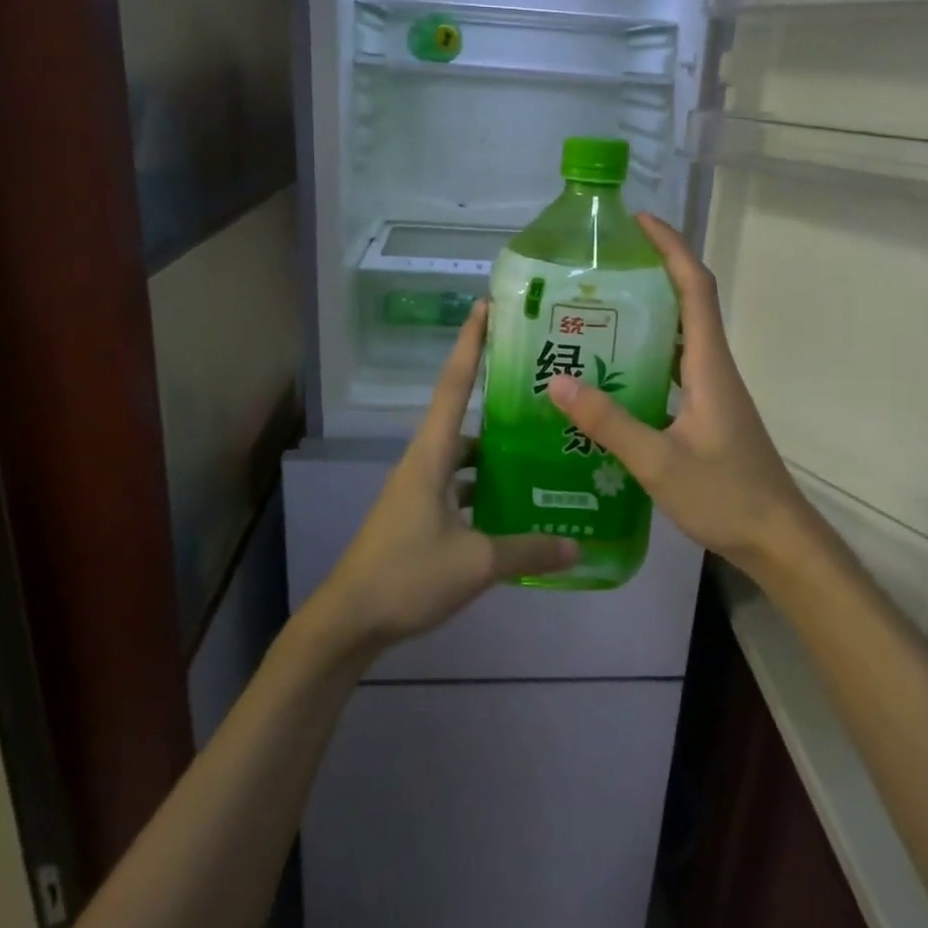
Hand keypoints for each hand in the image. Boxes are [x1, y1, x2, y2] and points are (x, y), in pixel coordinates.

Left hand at [307, 301, 578, 653]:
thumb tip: (578, 547)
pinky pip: (460, 489)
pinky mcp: (420, 518)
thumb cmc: (407, 576)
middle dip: (498, 401)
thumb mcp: (476, 563)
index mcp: (430, 456)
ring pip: (465, 459)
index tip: (487, 307)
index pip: (452, 385)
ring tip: (545, 451)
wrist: (349, 619)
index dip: (470, 344)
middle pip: (463, 418)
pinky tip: (518, 507)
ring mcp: (419, 492)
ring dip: (497, 454)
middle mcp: (423, 463)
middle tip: (544, 393)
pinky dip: (487, 491)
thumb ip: (529, 550)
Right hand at [545, 214, 819, 572]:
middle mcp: (713, 370)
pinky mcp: (707, 416)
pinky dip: (646, 360)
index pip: (696, 288)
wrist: (776, 539)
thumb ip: (609, 423)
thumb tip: (558, 382)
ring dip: (648, 318)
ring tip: (595, 315)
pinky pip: (674, 372)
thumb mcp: (659, 462)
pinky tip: (611, 379)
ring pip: (680, 340)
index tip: (639, 221)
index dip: (671, 248)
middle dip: (652, 274)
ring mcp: (713, 393)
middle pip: (689, 304)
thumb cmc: (726, 496)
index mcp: (709, 367)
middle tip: (600, 271)